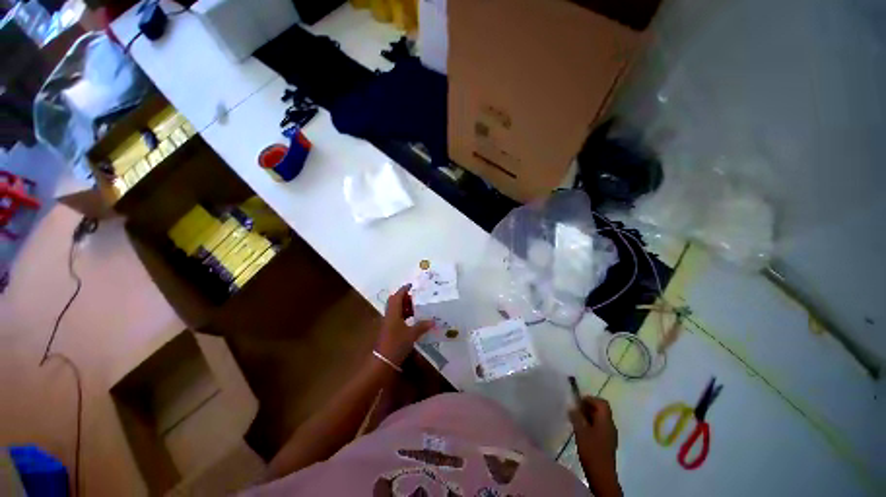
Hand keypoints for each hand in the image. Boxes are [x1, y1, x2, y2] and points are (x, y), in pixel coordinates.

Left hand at [376, 284, 433, 365]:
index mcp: (393, 313)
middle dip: (405, 298)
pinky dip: (404, 316)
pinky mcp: (388, 331)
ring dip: (405, 307)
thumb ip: (422, 326)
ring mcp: (388, 323)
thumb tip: (432, 321)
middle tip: (417, 298)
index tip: (412, 285)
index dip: (404, 290)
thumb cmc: (396, 344)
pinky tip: (412, 321)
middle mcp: (389, 316)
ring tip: (417, 308)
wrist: (382, 362)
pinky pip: (396, 318)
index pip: (397, 296)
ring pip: (396, 310)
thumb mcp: (412, 334)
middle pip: (395, 302)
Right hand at [569, 396, 621, 496]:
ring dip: (589, 417)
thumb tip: (573, 407)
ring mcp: (610, 435)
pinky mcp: (607, 443)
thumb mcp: (580, 431)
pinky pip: (600, 428)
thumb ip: (576, 417)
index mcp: (606, 420)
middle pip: (601, 410)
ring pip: (600, 419)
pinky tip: (582, 432)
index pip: (602, 403)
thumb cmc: (591, 450)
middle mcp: (610, 425)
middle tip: (575, 410)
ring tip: (576, 420)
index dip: (590, 399)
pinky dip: (591, 425)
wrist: (602, 474)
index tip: (578, 402)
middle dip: (588, 407)